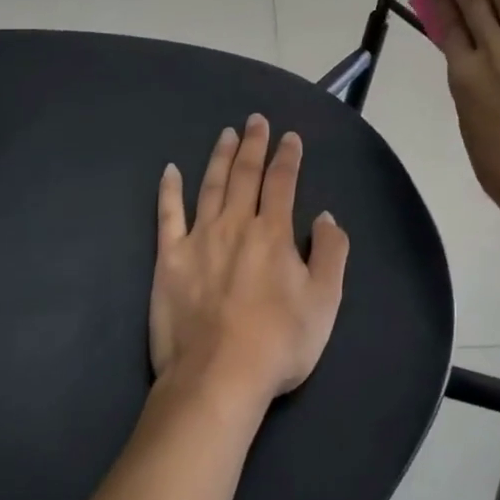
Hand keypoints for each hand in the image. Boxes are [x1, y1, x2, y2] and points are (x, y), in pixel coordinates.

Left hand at [151, 115, 348, 408]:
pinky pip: (168, 216)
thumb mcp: (325, 301)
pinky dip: (170, 191)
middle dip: (253, 145)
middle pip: (245, 175)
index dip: (288, 157)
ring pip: (210, 186)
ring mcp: (199, 239)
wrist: (217, 378)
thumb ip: (331, 252)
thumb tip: (327, 216)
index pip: (283, 182)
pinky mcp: (169, 259)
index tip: (290, 137)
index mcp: (274, 233)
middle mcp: (236, 225)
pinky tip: (170, 171)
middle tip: (255, 121)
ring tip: (226, 134)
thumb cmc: (279, 342)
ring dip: (219, 157)